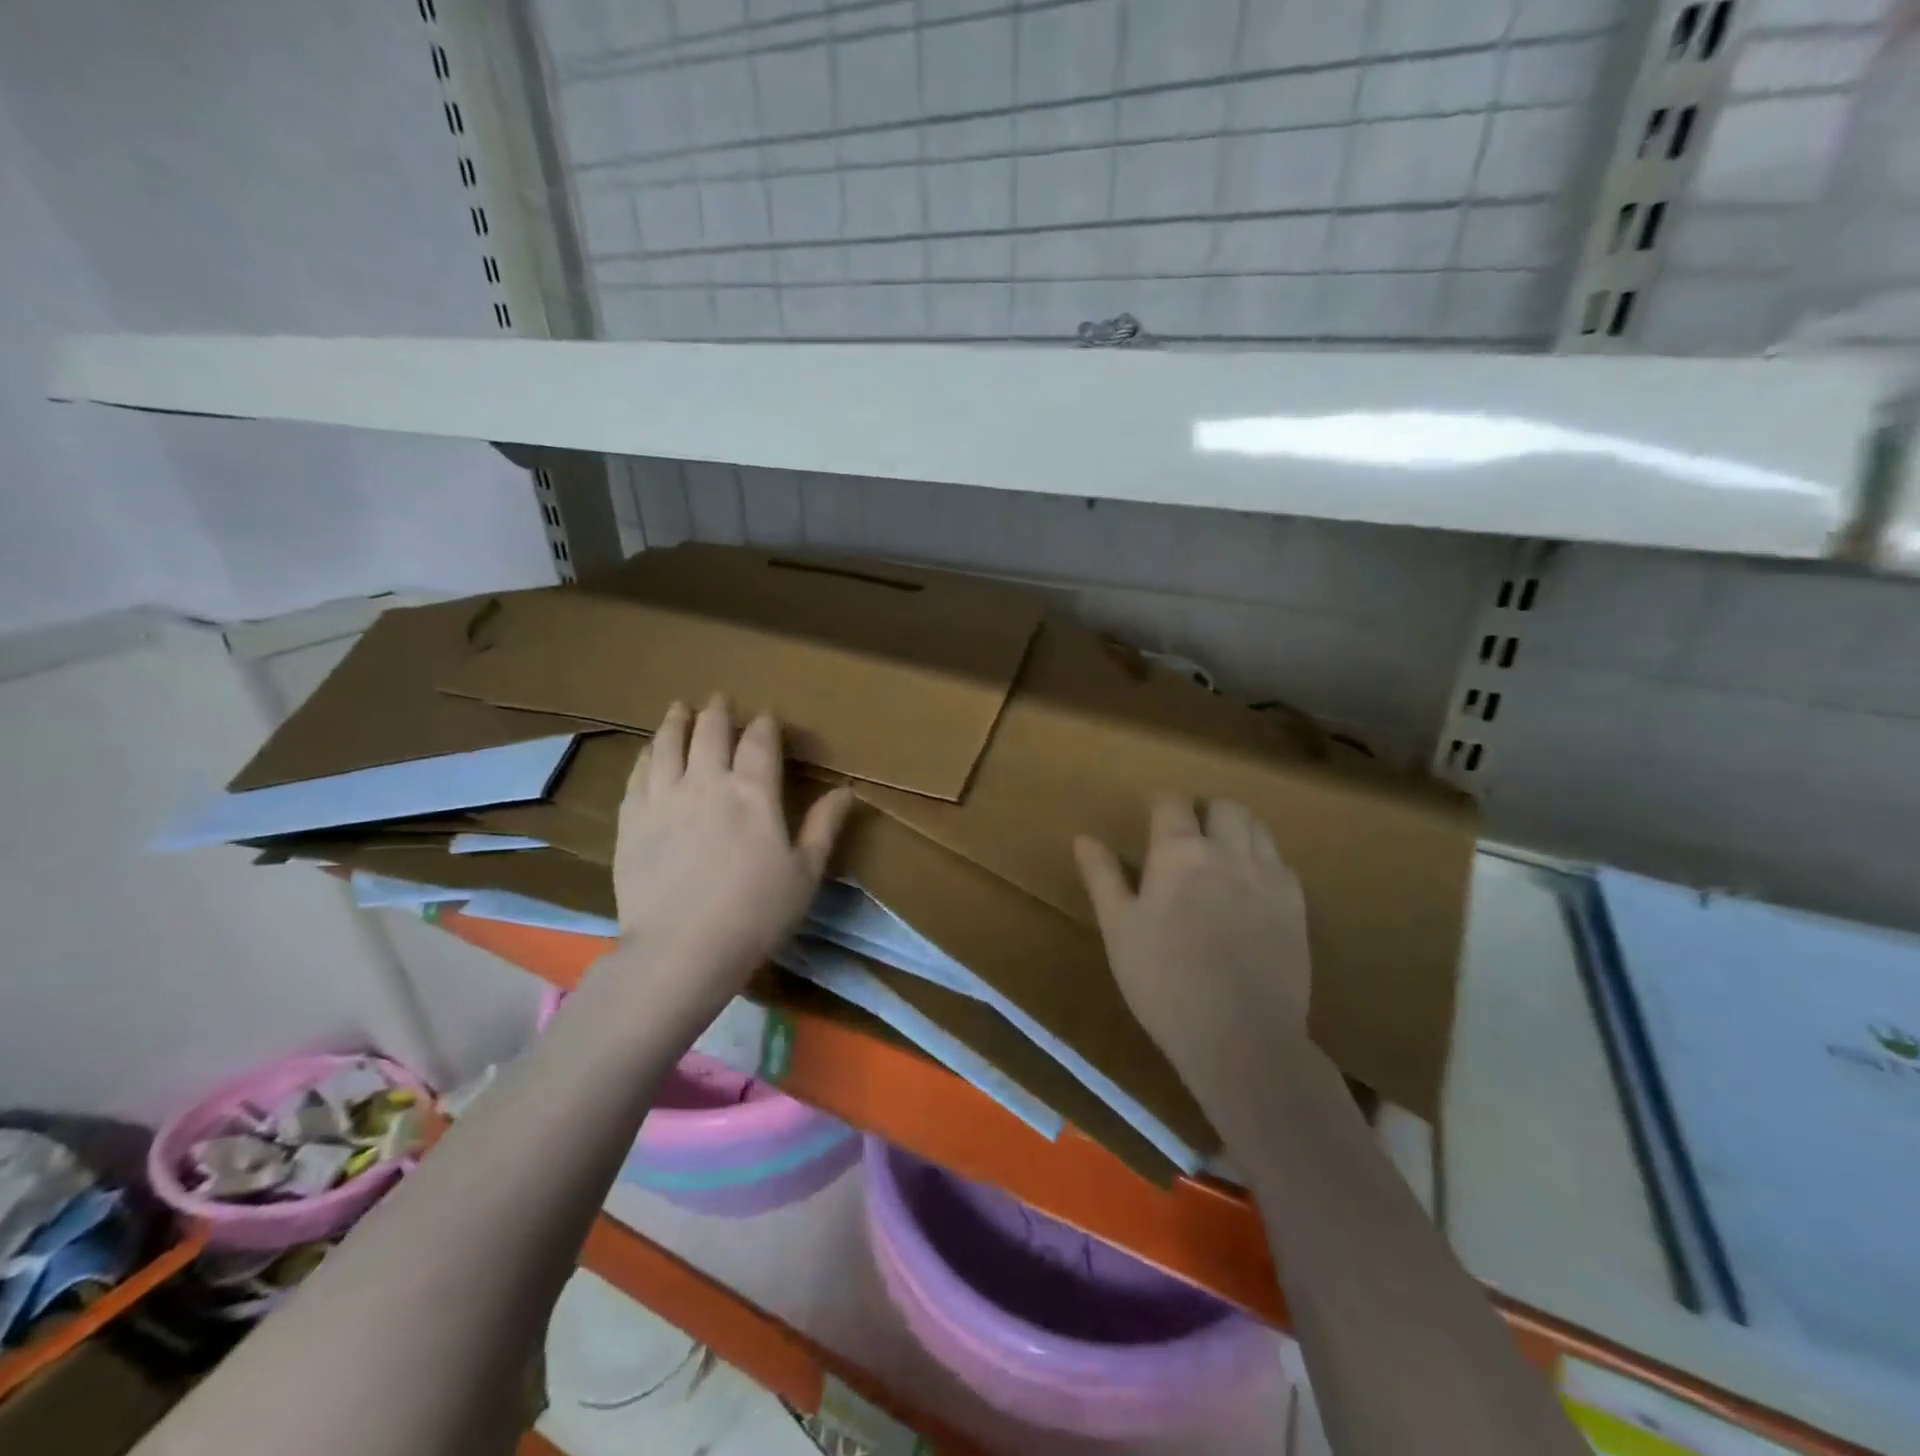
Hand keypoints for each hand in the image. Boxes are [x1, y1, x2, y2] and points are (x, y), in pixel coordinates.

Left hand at [610, 695, 852, 1013]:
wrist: (681, 950)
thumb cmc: (755, 913)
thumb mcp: (805, 873)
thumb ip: (824, 826)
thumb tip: (846, 791)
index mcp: (754, 793)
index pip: (760, 742)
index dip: (764, 725)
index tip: (766, 717)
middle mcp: (707, 782)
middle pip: (711, 732)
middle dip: (718, 712)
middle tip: (719, 699)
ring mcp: (664, 798)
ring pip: (668, 744)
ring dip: (677, 721)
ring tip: (680, 708)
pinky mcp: (632, 820)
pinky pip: (638, 774)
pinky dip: (647, 755)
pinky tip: (649, 751)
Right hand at [1074, 796, 1312, 1119]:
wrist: (1241, 1036)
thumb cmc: (1164, 981)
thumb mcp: (1119, 929)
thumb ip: (1103, 877)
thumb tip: (1084, 838)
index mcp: (1179, 852)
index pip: (1172, 802)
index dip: (1161, 805)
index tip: (1152, 819)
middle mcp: (1228, 851)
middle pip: (1224, 805)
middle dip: (1205, 812)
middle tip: (1189, 838)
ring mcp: (1269, 875)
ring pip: (1257, 827)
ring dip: (1237, 829)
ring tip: (1221, 857)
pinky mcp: (1297, 904)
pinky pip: (1281, 861)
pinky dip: (1264, 861)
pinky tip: (1251, 889)